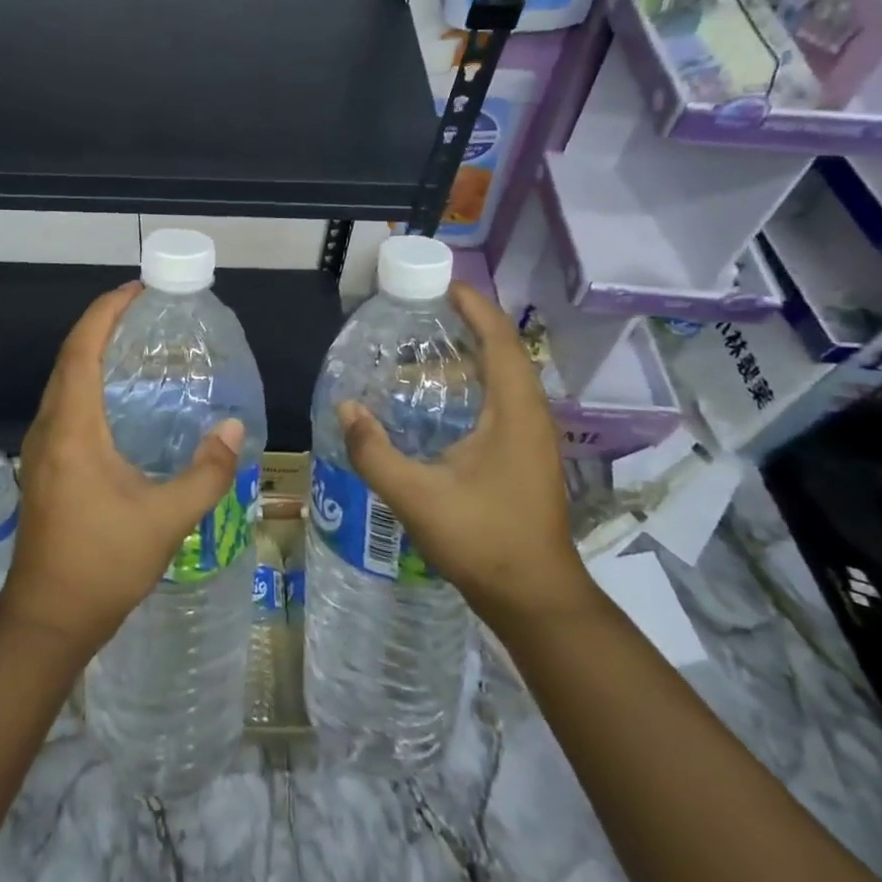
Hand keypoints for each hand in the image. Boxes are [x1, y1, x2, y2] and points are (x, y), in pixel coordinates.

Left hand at [0, 282, 245, 656]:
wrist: (48, 618)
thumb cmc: (104, 564)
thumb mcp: (167, 519)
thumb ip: (206, 471)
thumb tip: (236, 427)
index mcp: (73, 429)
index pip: (82, 350)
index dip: (106, 312)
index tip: (136, 289)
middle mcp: (49, 428)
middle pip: (69, 357)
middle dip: (101, 323)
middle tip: (144, 308)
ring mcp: (40, 447)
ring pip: (63, 380)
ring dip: (91, 350)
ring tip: (134, 341)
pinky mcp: (42, 464)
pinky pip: (64, 402)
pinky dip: (87, 379)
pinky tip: (119, 395)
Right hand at [337, 281, 591, 615]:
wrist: (535, 597)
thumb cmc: (483, 540)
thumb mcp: (417, 496)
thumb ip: (374, 451)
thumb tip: (345, 407)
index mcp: (514, 411)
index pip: (499, 338)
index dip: (474, 305)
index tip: (441, 284)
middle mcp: (530, 414)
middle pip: (504, 350)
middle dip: (468, 322)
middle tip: (422, 311)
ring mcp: (532, 436)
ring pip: (505, 375)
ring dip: (472, 352)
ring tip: (425, 346)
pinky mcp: (526, 454)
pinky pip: (502, 398)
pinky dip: (474, 381)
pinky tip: (440, 399)